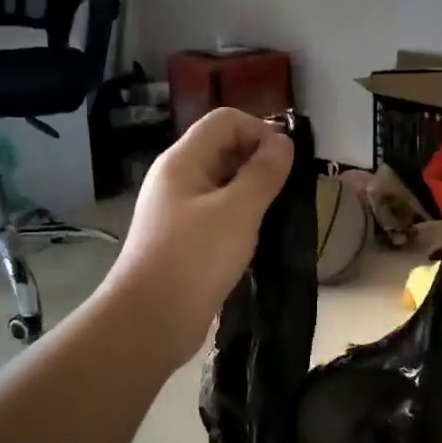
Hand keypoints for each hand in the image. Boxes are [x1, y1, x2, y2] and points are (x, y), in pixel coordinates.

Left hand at [100, 107, 294, 367]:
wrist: (150, 321)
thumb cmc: (194, 259)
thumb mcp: (237, 211)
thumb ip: (263, 173)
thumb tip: (283, 141)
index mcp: (183, 161)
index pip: (225, 121)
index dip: (260, 130)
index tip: (289, 162)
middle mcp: (178, 179)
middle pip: (224, 149)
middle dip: (260, 161)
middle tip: (290, 190)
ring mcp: (179, 211)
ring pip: (224, 185)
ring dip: (254, 192)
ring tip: (281, 214)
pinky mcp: (186, 241)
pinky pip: (219, 215)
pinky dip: (242, 218)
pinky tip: (261, 237)